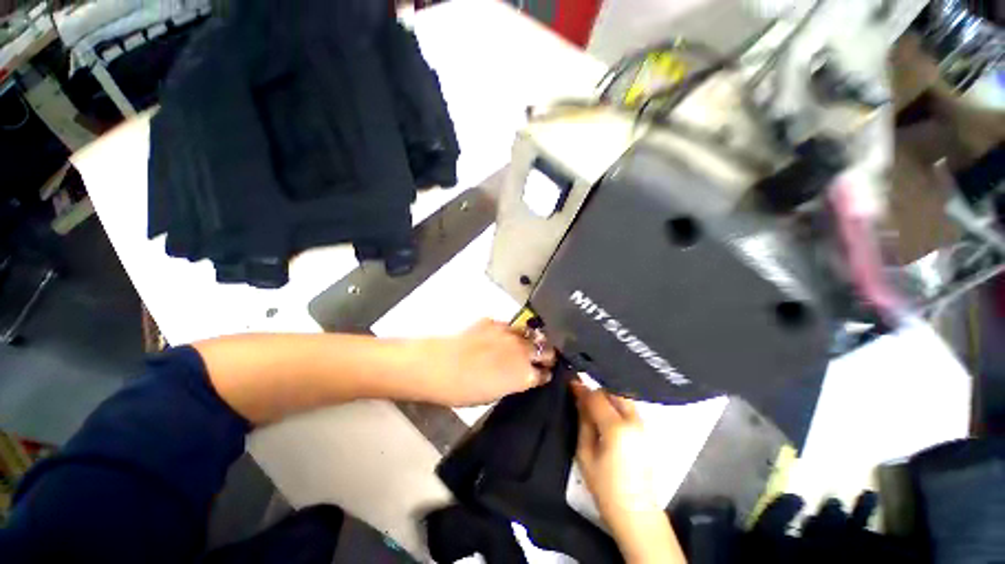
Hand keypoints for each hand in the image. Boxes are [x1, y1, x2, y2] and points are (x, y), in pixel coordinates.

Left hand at [418, 319, 555, 406]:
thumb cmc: (464, 391)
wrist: (440, 366)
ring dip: (532, 339)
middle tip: (543, 357)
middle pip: (544, 349)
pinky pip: (509, 326)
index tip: (545, 374)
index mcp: (524, 375)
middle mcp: (522, 351)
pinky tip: (503, 335)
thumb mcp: (494, 395)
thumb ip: (513, 383)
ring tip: (528, 342)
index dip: (545, 374)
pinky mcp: (494, 323)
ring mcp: (509, 334)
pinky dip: (511, 331)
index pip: (545, 373)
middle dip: (546, 354)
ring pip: (530, 333)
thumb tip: (520, 377)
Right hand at [572, 382, 685, 563]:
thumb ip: (583, 421)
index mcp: (617, 428)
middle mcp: (634, 421)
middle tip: (581, 396)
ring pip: (622, 397)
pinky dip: (616, 405)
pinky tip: (606, 414)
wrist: (636, 512)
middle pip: (613, 391)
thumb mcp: (585, 453)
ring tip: (592, 404)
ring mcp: (643, 426)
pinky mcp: (647, 431)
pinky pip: (629, 408)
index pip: (597, 397)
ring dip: (607, 396)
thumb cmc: (605, 487)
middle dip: (596, 391)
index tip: (570, 383)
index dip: (582, 389)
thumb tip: (578, 397)